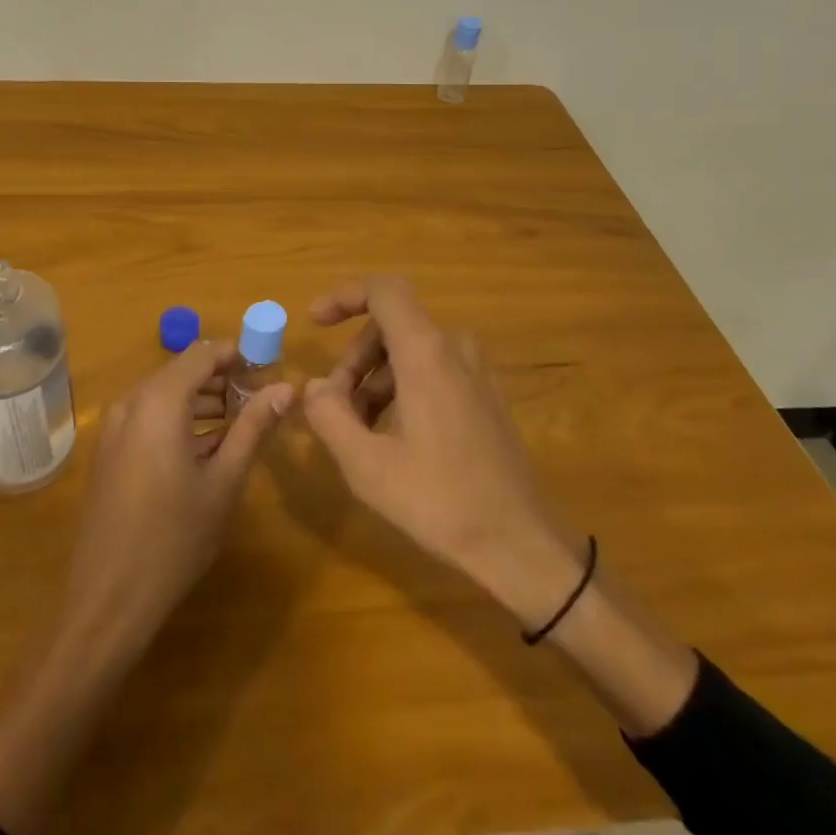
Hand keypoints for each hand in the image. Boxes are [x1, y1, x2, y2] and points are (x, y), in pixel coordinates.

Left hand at [57, 340, 293, 661]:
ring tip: (240, 424)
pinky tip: (206, 448)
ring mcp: (114, 427)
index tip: (269, 369)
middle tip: (260, 400)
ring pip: (165, 394)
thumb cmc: (175, 537)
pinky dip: (178, 420)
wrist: (107, 597)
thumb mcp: (225, 480)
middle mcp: (131, 403)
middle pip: (182, 371)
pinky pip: (148, 417)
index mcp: (159, 401)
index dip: (237, 354)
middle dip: (222, 379)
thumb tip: (288, 388)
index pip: (202, 354)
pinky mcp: (108, 451)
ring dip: (202, 401)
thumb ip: (254, 427)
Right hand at [301, 276, 584, 628]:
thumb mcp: (366, 464)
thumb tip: (315, 386)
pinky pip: (434, 370)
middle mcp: (455, 349)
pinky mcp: (487, 396)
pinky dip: (403, 389)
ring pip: (411, 351)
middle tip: (334, 406)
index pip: (384, 290)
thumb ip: (329, 416)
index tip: (315, 323)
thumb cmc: (439, 501)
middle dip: (354, 359)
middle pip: (391, 326)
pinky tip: (392, 437)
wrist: (520, 544)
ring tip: (358, 430)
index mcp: (426, 353)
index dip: (345, 296)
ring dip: (375, 379)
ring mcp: (476, 371)